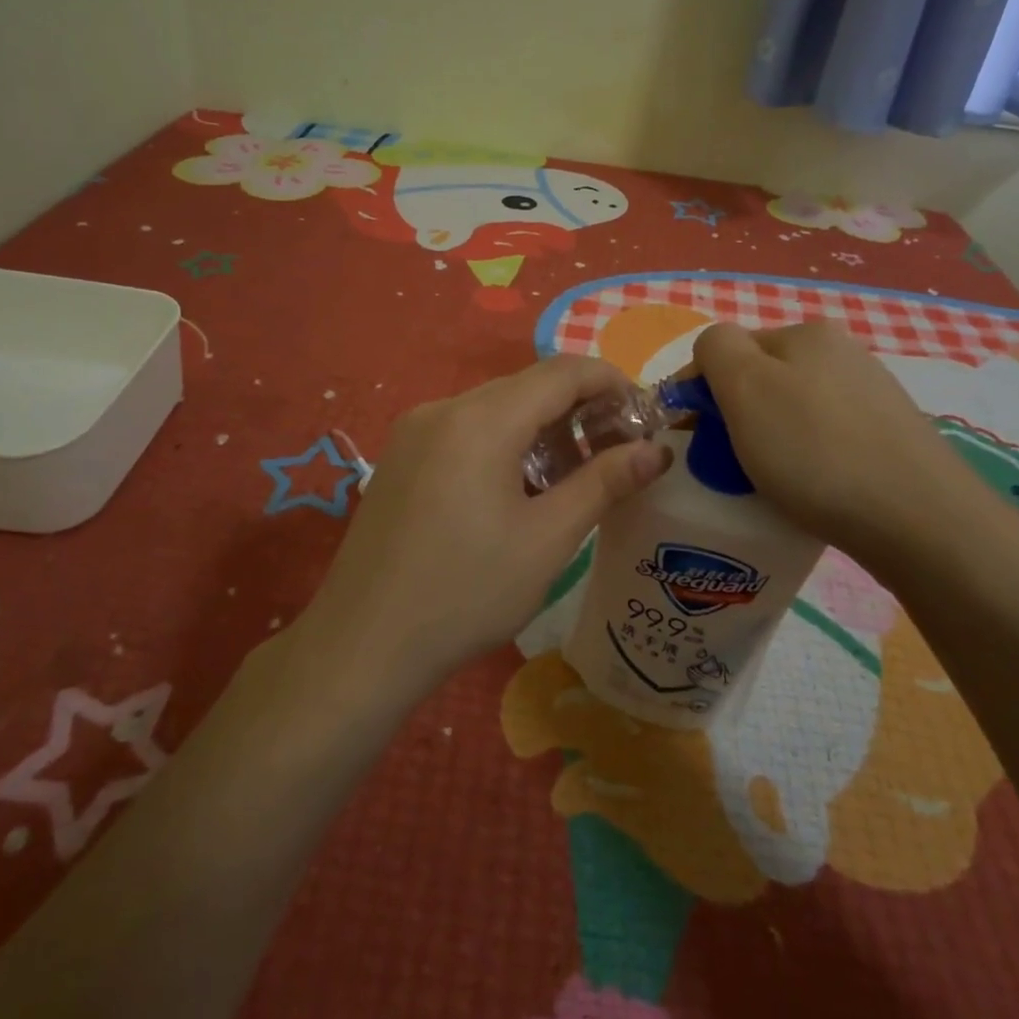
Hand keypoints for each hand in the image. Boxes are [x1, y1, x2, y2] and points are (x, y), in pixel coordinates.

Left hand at [295, 355, 672, 696]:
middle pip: (527, 386)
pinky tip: (521, 486)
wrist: (361, 646)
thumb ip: (604, 483)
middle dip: (580, 407)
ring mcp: (414, 431)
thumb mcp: (547, 540)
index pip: (562, 372)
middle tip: (619, 450)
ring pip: (496, 407)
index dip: (611, 382)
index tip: (645, 415)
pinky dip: (505, 441)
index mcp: (481, 419)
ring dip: (543, 427)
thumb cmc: (466, 593)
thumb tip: (656, 451)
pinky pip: (465, 429)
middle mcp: (443, 409)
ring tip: (577, 473)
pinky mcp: (400, 457)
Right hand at [692, 322, 990, 566]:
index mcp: (805, 333)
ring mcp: (871, 395)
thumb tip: (713, 354)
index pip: (726, 348)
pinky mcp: (890, 437)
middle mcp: (842, 353)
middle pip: (761, 378)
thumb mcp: (746, 387)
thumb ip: (716, 350)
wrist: (919, 521)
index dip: (698, 389)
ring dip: (767, 438)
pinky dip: (804, 458)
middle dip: (734, 414)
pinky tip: (809, 489)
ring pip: (792, 409)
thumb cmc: (816, 451)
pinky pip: (824, 438)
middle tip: (724, 462)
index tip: (686, 436)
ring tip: (765, 481)